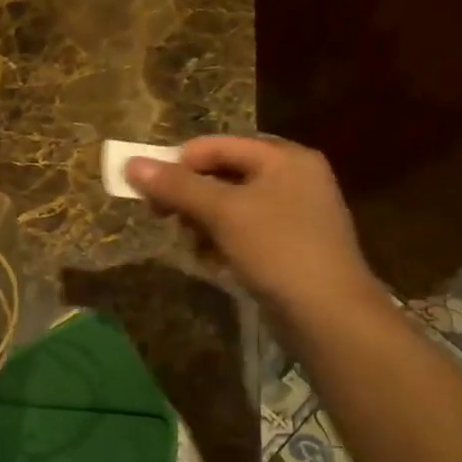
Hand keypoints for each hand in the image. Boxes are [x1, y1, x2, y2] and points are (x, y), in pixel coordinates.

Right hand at [125, 135, 383, 330]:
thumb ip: (176, 186)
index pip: (216, 146)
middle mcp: (293, 178)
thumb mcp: (222, 212)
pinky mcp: (291, 246)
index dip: (178, 163)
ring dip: (202, 221)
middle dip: (189, 196)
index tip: (147, 190)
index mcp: (284, 158)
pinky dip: (223, 241)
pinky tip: (212, 262)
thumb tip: (131, 164)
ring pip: (231, 206)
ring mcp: (295, 213)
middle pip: (223, 174)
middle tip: (162, 217)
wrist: (330, 316)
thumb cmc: (277, 250)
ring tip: (190, 244)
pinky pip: (245, 231)